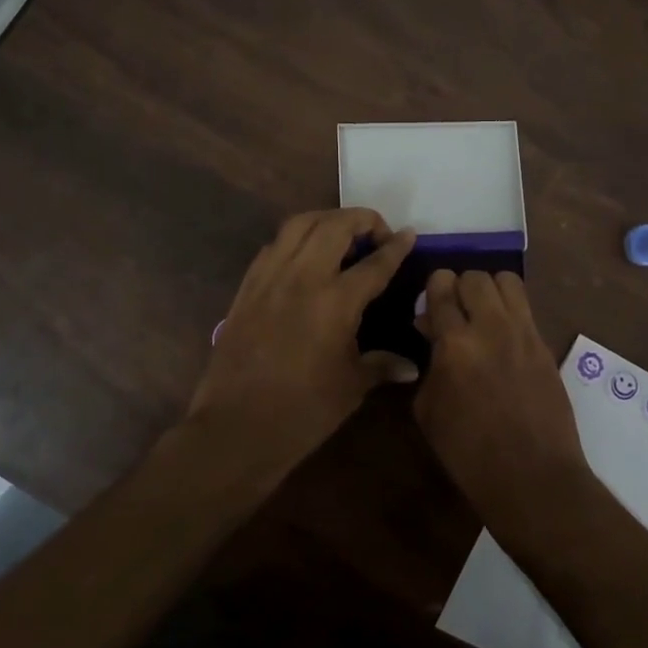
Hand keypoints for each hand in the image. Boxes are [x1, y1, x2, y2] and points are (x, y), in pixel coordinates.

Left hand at [183, 208, 417, 484]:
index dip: (395, 247)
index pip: (374, 263)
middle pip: (335, 226)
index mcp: (336, 301)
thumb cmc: (303, 411)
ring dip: (326, 220)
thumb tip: (410, 367)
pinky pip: (274, 246)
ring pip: (299, 224)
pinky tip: (304, 256)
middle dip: (362, 220)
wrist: (237, 427)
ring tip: (341, 234)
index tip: (408, 235)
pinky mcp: (248, 287)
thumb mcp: (351, 386)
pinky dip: (295, 239)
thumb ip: (382, 365)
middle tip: (377, 233)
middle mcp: (303, 277)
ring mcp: (270, 277)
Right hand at [414, 269, 591, 528]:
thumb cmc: (468, 452)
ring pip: (507, 281)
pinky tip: (503, 334)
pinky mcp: (545, 344)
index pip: (442, 288)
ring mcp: (524, 333)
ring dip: (490, 290)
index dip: (434, 287)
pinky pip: (525, 308)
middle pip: (476, 276)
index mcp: (455, 343)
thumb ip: (428, 363)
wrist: (532, 476)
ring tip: (483, 312)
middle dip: (460, 286)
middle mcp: (491, 327)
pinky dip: (510, 310)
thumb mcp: (428, 410)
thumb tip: (432, 333)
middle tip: (456, 308)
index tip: (431, 299)